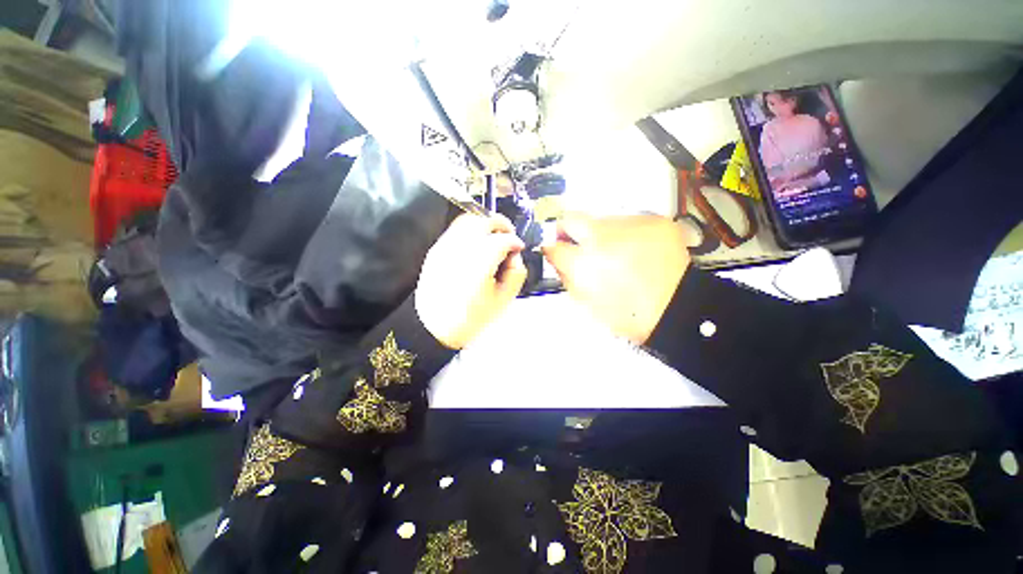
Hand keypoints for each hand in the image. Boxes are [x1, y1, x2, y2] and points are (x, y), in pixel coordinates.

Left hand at [415, 213, 526, 348]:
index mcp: (479, 264)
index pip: (502, 239)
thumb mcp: (503, 301)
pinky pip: (456, 229)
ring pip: (468, 219)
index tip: (519, 248)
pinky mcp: (436, 249)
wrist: (433, 327)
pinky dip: (470, 229)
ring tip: (494, 237)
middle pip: (485, 221)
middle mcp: (461, 249)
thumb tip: (515, 255)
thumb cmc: (471, 318)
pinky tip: (476, 244)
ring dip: (485, 223)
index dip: (515, 241)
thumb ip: (515, 274)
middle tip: (509, 236)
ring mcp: (445, 247)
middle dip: (502, 224)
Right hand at [543, 214, 690, 343]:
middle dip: (568, 229)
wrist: (677, 310)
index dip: (551, 248)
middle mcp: (602, 238)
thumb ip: (566, 276)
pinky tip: (635, 251)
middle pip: (572, 219)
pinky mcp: (654, 221)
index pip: (553, 245)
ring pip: (602, 220)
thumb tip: (557, 258)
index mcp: (583, 263)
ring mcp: (630, 225)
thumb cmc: (629, 314)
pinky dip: (627, 233)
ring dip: (602, 234)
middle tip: (575, 241)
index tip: (555, 249)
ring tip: (616, 254)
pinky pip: (629, 221)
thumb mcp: (586, 302)